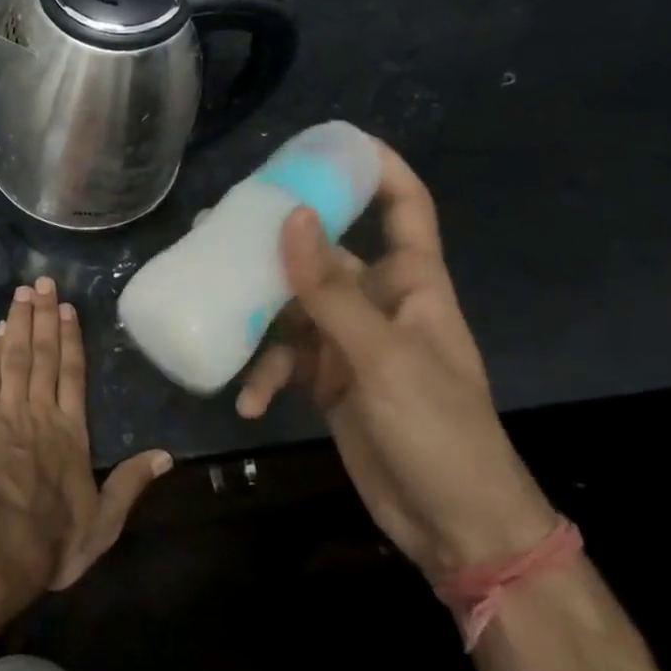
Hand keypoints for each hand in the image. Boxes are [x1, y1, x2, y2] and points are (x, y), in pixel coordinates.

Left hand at [0, 278, 171, 595]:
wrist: (0, 543)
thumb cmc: (54, 538)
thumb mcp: (104, 521)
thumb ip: (132, 484)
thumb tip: (167, 456)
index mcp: (72, 432)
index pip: (73, 374)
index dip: (71, 340)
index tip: (67, 309)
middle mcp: (42, 411)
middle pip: (45, 355)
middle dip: (44, 317)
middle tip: (42, 282)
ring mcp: (9, 410)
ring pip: (17, 356)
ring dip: (20, 322)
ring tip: (22, 293)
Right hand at [235, 143, 555, 578]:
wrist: (455, 528)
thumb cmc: (439, 431)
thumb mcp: (381, 357)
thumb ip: (330, 290)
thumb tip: (290, 216)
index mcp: (412, 285)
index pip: (404, 208)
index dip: (377, 169)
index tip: (329, 143)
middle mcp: (378, 304)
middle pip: (324, 253)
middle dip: (277, 242)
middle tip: (221, 228)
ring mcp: (350, 344)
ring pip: (293, 306)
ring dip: (258, 316)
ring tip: (215, 309)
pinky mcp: (328, 381)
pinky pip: (285, 360)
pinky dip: (264, 375)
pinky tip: (248, 400)